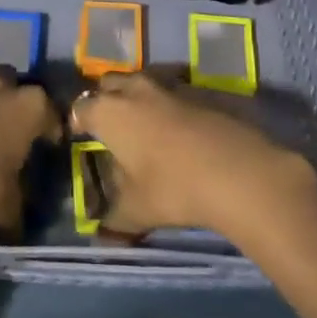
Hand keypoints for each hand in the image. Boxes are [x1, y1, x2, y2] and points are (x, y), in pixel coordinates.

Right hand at [70, 72, 316, 241]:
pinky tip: (177, 128)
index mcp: (109, 113)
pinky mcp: (200, 91)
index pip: (81, 108)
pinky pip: (172, 91)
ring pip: (142, 81)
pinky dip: (167, 103)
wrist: (239, 170)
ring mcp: (169, 87)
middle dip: (104, 98)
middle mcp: (135, 91)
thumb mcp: (137, 211)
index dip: (78, 121)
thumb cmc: (173, 187)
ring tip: (142, 121)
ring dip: (136, 96)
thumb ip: (114, 221)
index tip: (80, 135)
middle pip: (109, 83)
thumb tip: (101, 236)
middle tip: (108, 122)